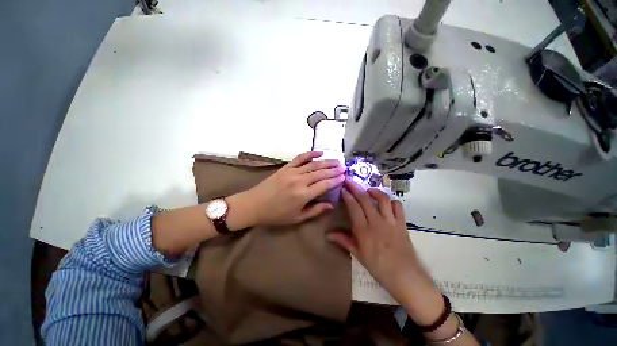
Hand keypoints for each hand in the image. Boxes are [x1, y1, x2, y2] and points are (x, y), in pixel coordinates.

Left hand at [242, 151, 345, 225]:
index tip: (344, 176)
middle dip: (334, 169)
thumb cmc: (276, 215)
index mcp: (303, 195)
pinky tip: (319, 152)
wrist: (254, 204)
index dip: (335, 180)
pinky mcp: (286, 167)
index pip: (324, 185)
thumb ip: (315, 210)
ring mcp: (292, 172)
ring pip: (313, 164)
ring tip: (337, 161)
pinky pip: (300, 158)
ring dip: (326, 162)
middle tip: (344, 167)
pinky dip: (310, 154)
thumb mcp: (297, 217)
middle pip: (321, 172)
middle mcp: (300, 181)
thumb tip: (331, 205)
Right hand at [327, 179, 436, 306]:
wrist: (405, 277)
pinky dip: (391, 201)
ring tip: (368, 190)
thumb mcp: (358, 255)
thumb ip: (343, 241)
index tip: (343, 188)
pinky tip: (386, 202)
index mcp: (364, 231)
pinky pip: (398, 206)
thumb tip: (328, 235)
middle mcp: (377, 222)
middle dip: (356, 187)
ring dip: (374, 191)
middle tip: (350, 180)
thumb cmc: (378, 267)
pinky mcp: (402, 223)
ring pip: (382, 199)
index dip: (348, 195)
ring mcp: (391, 221)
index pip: (354, 207)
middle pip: (365, 199)